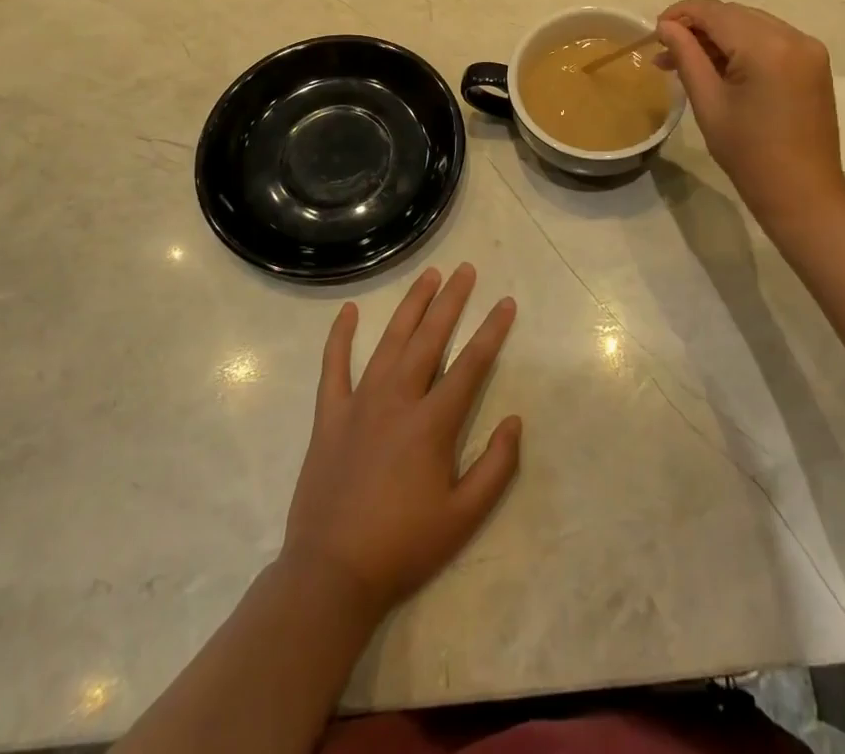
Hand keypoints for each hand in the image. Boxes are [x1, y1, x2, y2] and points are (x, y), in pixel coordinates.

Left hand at [282, 264, 520, 619]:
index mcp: (432, 423)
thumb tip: (514, 420)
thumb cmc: (403, 546)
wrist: (331, 575)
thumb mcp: (464, 517)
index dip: (492, 331)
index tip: (505, 302)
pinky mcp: (329, 416)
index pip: (471, 364)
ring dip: (411, 306)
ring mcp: (359, 403)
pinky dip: (340, 337)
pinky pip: (334, 367)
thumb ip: (496, 467)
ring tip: (428, 276)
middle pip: (430, 338)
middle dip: (451, 301)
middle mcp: (398, 400)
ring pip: (390, 341)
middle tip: (466, 270)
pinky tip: (348, 311)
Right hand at [658, 0, 844, 224]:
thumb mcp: (709, 102)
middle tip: (666, 51)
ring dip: (719, 36)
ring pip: (752, 25)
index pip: (716, 13)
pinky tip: (720, 67)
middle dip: (699, 27)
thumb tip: (666, 26)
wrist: (802, 193)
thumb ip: (686, 56)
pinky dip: (743, 46)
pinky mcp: (814, 63)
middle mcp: (794, 37)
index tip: (654, 31)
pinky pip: (771, 40)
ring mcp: (809, 49)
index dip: (681, 14)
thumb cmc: (748, 154)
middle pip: (735, 14)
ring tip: (686, 61)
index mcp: (768, 47)